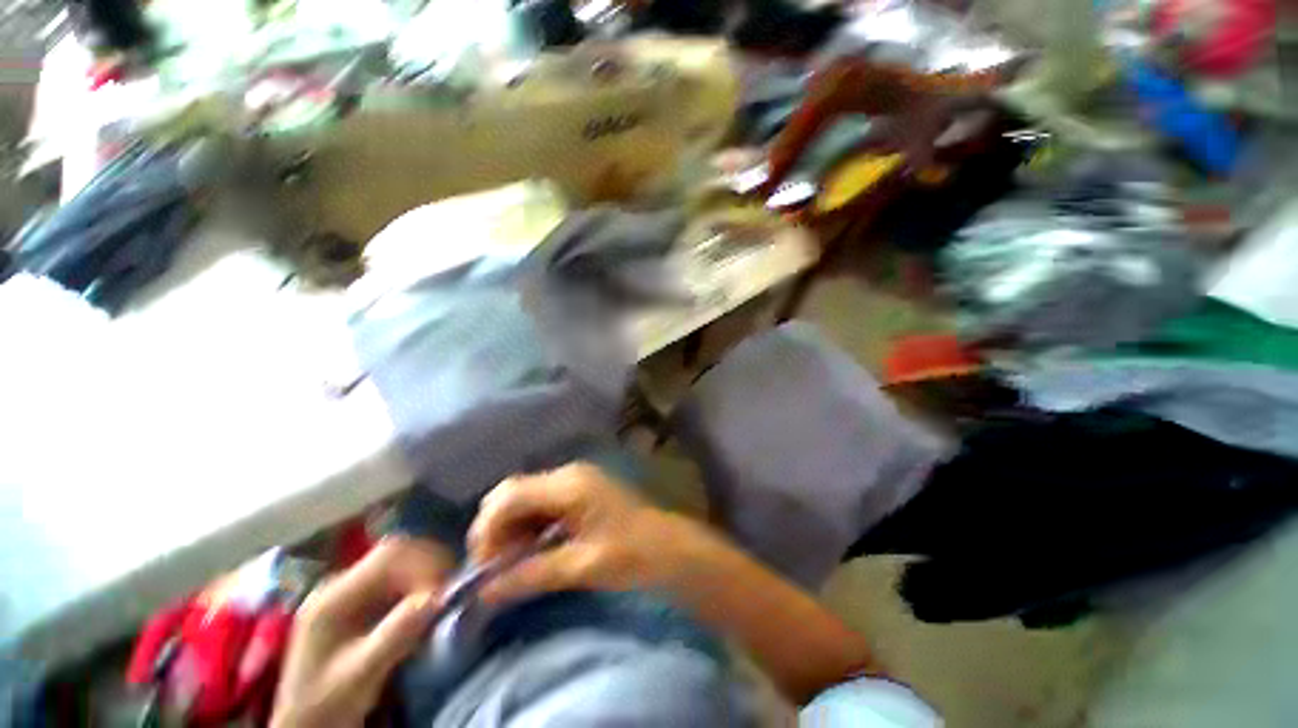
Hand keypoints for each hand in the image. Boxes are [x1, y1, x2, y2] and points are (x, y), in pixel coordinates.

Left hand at [271, 538, 453, 727]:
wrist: (307, 725)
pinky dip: (422, 582)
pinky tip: (430, 601)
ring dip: (429, 571)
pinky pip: (401, 576)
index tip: (447, 589)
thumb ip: (394, 636)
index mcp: (333, 597)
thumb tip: (437, 597)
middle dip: (431, 563)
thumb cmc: (328, 704)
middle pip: (398, 551)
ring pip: (402, 560)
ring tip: (444, 594)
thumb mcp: (359, 676)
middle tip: (452, 588)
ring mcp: (352, 589)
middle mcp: (342, 583)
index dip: (425, 563)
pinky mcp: (364, 600)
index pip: (388, 556)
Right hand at [468, 463, 708, 603]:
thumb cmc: (632, 554)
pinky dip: (530, 526)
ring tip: (512, 565)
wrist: (669, 547)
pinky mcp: (581, 490)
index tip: (482, 569)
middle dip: (496, 529)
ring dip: (512, 529)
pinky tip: (533, 551)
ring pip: (526, 497)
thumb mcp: (582, 567)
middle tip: (495, 569)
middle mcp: (569, 473)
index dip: (487, 530)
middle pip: (513, 492)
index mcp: (569, 485)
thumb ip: (532, 575)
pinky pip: (542, 503)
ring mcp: (576, 479)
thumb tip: (484, 592)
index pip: (509, 496)